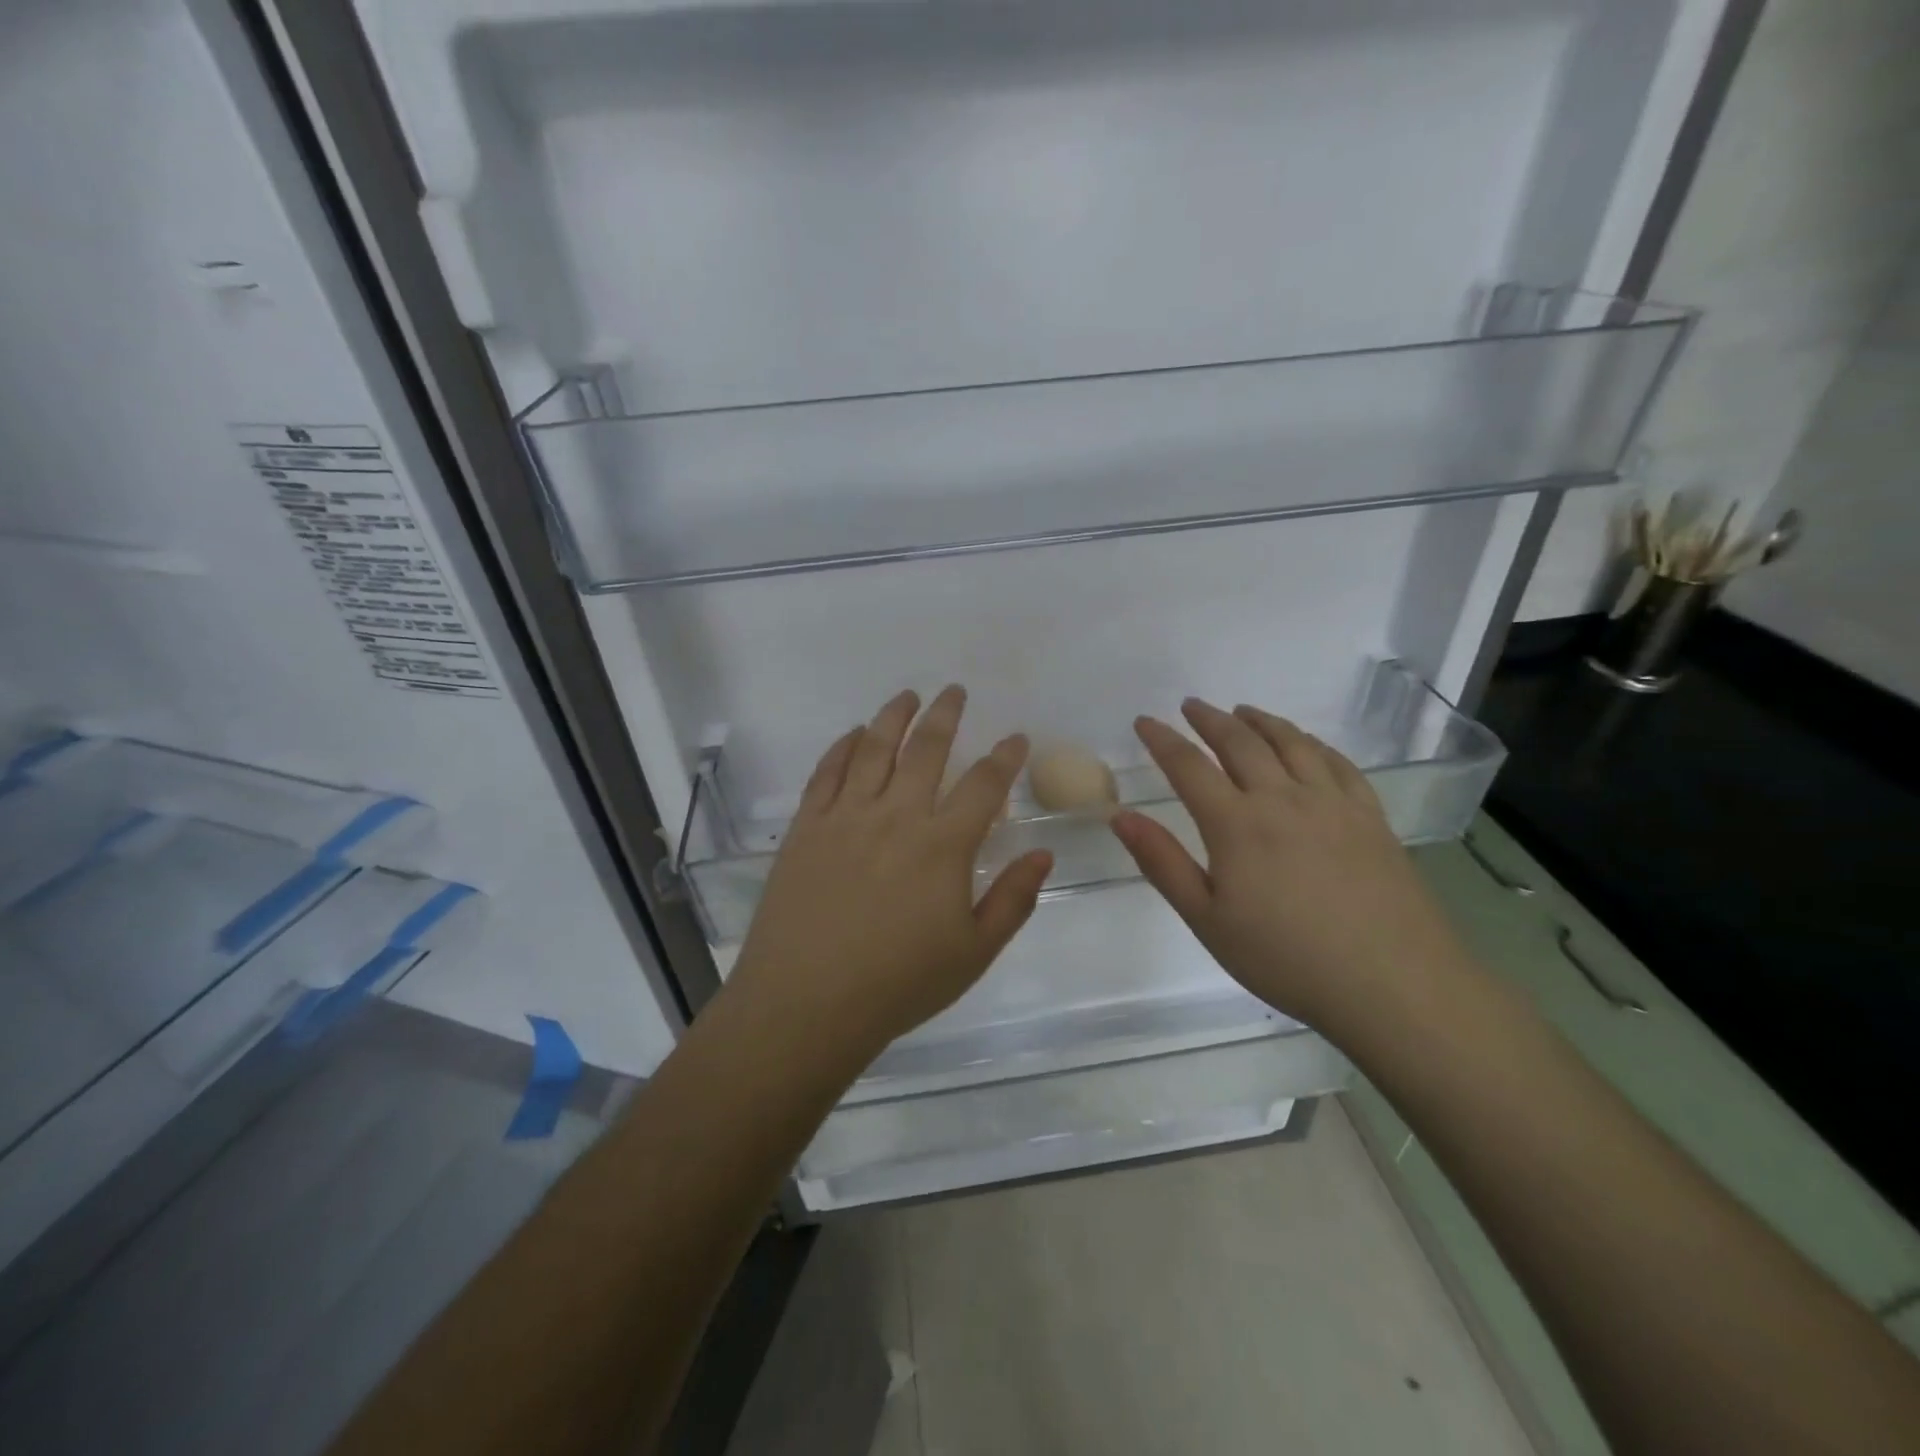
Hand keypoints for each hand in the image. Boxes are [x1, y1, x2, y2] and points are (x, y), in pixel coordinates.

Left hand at [726, 686, 1053, 1060]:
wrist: (805, 1003)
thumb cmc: (898, 984)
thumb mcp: (973, 952)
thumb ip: (1013, 899)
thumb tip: (1042, 854)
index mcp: (943, 845)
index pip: (984, 785)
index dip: (1004, 756)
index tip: (1015, 737)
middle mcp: (896, 816)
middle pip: (926, 749)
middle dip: (946, 715)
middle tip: (955, 692)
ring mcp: (845, 816)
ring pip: (874, 748)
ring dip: (894, 716)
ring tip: (908, 696)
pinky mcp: (807, 826)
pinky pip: (827, 771)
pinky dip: (843, 746)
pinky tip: (854, 734)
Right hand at [1110, 698, 1472, 1034]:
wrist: (1393, 984)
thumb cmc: (1286, 959)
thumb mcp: (1207, 920)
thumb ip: (1162, 863)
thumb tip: (1121, 816)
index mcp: (1237, 824)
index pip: (1189, 767)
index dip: (1162, 740)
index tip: (1144, 721)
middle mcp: (1283, 799)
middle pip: (1241, 743)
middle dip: (1210, 720)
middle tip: (1192, 705)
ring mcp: (1332, 804)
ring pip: (1291, 743)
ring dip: (1261, 722)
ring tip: (1243, 711)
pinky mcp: (1370, 817)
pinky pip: (1338, 763)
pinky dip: (1314, 743)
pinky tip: (1307, 744)